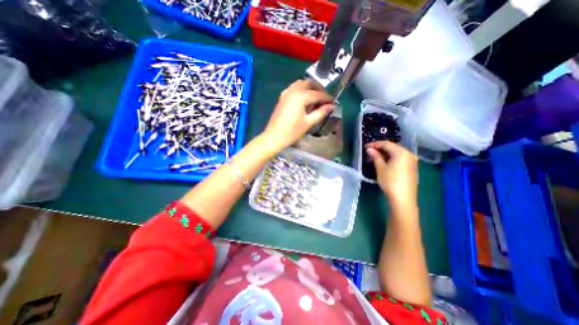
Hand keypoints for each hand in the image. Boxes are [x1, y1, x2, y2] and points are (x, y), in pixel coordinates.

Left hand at [263, 79, 335, 153]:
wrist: (274, 137)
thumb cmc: (292, 131)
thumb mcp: (308, 123)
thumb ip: (320, 113)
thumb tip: (331, 106)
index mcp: (300, 96)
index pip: (317, 94)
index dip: (326, 98)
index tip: (333, 102)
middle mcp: (293, 91)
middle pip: (308, 83)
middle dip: (318, 89)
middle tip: (324, 99)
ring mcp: (286, 93)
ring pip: (300, 83)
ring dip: (309, 88)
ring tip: (315, 98)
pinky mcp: (282, 98)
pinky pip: (293, 88)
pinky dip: (300, 90)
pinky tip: (303, 99)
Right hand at [366, 141, 415, 204]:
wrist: (403, 199)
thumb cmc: (390, 182)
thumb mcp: (380, 168)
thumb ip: (376, 157)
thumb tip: (370, 149)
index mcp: (401, 152)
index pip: (386, 144)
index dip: (375, 144)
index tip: (366, 146)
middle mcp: (409, 154)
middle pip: (393, 147)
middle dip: (381, 148)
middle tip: (370, 151)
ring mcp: (412, 161)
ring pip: (397, 153)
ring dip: (386, 153)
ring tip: (376, 157)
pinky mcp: (412, 168)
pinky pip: (401, 158)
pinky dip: (392, 158)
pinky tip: (385, 162)